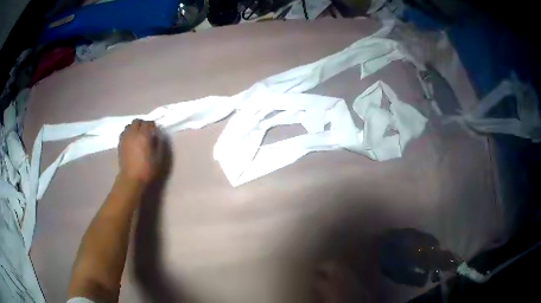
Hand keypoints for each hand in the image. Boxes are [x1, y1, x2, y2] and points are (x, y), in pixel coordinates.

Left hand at [118, 119, 162, 183]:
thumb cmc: (147, 169)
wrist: (131, 178)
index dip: (152, 125)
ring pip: (129, 125)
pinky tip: (131, 140)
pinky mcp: (120, 143)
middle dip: (142, 124)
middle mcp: (133, 133)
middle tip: (146, 132)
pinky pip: (124, 132)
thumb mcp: (158, 157)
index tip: (155, 131)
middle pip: (137, 121)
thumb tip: (157, 135)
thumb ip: (158, 143)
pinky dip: (128, 133)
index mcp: (144, 135)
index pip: (148, 123)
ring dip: (134, 128)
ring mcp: (125, 137)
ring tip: (137, 135)